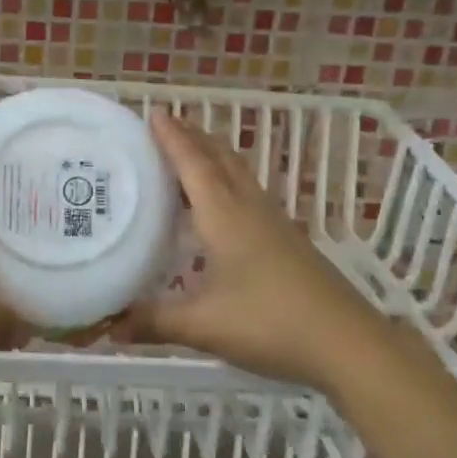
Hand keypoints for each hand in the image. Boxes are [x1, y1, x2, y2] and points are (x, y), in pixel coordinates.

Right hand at [114, 111, 390, 390]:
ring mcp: (275, 223)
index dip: (173, 138)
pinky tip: (221, 207)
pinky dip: (228, 183)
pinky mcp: (289, 241)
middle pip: (221, 159)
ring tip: (189, 155)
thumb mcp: (204, 326)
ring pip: (240, 174)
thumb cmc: (271, 324)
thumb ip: (154, 322)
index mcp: (226, 216)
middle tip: (166, 126)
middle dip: (194, 137)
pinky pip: (250, 195)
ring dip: (214, 157)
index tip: (154, 112)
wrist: (348, 344)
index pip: (194, 164)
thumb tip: (108, 326)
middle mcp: (251, 209)